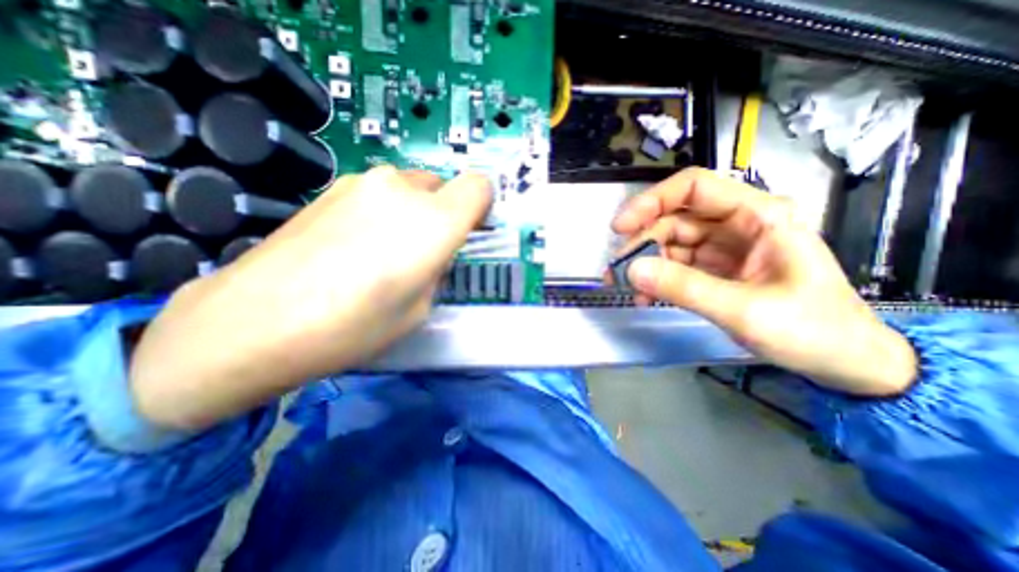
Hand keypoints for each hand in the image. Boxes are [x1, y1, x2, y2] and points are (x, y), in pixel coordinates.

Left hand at [131, 165, 492, 427]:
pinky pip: (378, 193)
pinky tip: (353, 246)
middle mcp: (402, 190)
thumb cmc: (353, 326)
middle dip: (444, 213)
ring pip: (409, 188)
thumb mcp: (419, 309)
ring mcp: (361, 182)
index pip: (479, 187)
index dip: (481, 205)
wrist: (253, 322)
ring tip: (383, 251)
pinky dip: (382, 212)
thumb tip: (432, 254)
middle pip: (443, 186)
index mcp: (434, 222)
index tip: (471, 228)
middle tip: (424, 250)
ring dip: (412, 212)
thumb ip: (436, 270)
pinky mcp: (330, 188)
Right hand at [612, 168, 915, 396]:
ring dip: (645, 264)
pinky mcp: (716, 269)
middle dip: (641, 244)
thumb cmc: (813, 331)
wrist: (846, 363)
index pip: (693, 188)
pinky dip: (656, 278)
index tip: (620, 228)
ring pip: (670, 243)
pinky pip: (675, 265)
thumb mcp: (745, 310)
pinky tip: (645, 297)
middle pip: (673, 219)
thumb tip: (631, 270)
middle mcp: (737, 224)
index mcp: (757, 216)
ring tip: (628, 289)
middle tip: (616, 272)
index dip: (651, 201)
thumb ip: (684, 288)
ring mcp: (724, 248)